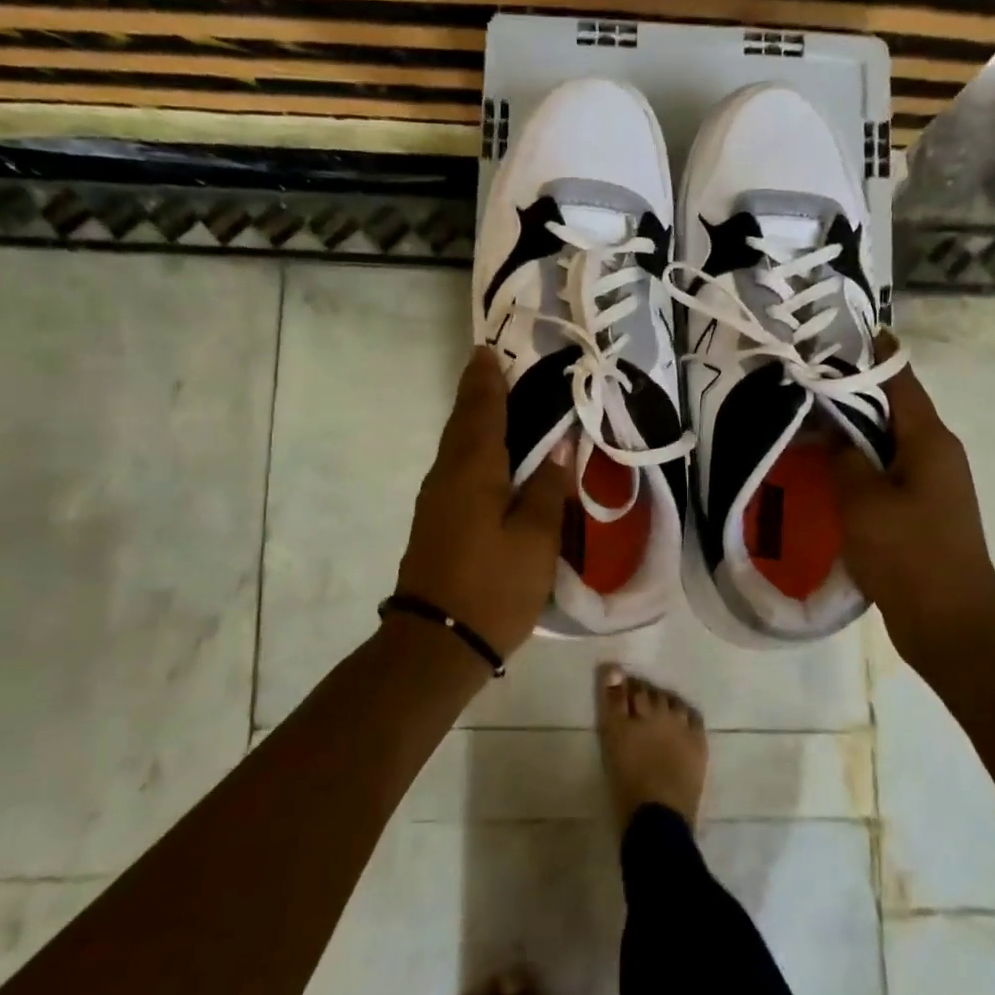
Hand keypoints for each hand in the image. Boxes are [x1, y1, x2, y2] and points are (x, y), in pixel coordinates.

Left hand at [396, 348, 571, 654]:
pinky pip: (457, 470)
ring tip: (498, 404)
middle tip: (493, 368)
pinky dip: (473, 451)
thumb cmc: (493, 586)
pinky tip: (491, 459)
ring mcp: (436, 501)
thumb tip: (559, 450)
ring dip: (474, 421)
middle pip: (463, 424)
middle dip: (477, 395)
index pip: (482, 412)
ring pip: (457, 448)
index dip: (487, 381)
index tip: (488, 351)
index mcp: (473, 471)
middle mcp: (447, 476)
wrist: (436, 643)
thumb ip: (547, 490)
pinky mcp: (435, 523)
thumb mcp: (535, 539)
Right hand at [833, 344, 994, 646]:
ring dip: (850, 430)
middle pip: (891, 408)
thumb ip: (844, 457)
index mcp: (929, 440)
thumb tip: (832, 428)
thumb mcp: (864, 501)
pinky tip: (823, 471)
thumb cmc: (910, 556)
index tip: (832, 335)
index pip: (899, 379)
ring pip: (885, 442)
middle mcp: (936, 453)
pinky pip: (885, 472)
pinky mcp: (920, 511)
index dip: (870, 353)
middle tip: (801, 381)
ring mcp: (931, 484)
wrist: (953, 626)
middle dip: (850, 392)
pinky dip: (856, 463)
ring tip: (804, 421)